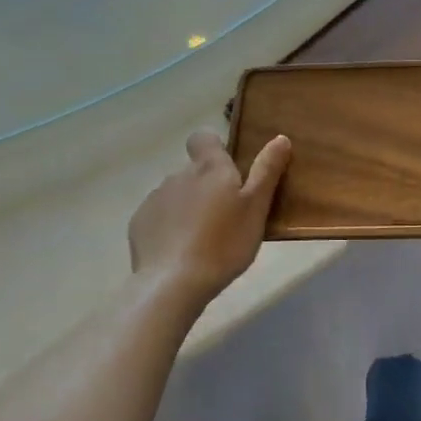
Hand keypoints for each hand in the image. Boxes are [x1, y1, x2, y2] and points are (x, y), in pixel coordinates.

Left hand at [129, 132, 291, 303]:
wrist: (173, 283)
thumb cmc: (224, 243)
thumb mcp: (256, 208)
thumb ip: (267, 171)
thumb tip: (280, 138)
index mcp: (210, 168)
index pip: (204, 137)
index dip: (214, 147)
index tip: (227, 169)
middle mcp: (179, 175)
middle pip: (194, 171)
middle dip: (206, 186)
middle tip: (226, 216)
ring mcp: (156, 198)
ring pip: (177, 194)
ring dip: (188, 207)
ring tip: (203, 239)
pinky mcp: (139, 223)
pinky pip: (159, 216)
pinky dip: (169, 227)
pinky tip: (180, 251)